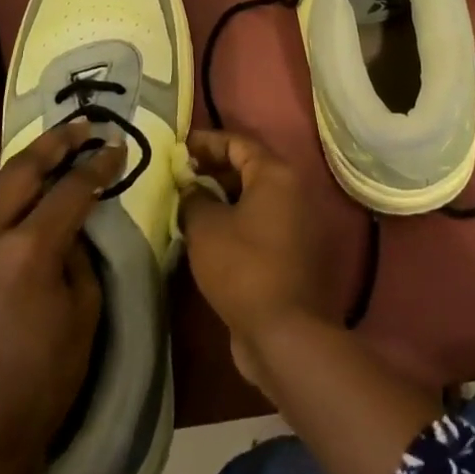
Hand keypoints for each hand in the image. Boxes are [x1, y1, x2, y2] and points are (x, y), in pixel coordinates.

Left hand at [0, 120, 120, 473]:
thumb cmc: (46, 379)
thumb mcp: (84, 313)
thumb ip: (79, 257)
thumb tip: (72, 227)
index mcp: (28, 251)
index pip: (69, 191)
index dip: (98, 166)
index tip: (117, 148)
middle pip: (22, 171)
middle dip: (55, 143)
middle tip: (83, 127)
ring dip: (29, 164)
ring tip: (57, 148)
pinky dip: (10, 194)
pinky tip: (28, 195)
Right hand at [178, 129, 329, 386]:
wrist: (283, 331)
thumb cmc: (242, 266)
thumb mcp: (206, 227)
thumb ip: (193, 197)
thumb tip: (190, 186)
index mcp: (276, 174)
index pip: (238, 142)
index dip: (206, 142)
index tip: (178, 147)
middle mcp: (292, 191)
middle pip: (248, 167)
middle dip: (212, 168)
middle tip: (180, 176)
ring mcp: (296, 222)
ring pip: (253, 197)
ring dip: (222, 196)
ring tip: (187, 203)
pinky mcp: (291, 251)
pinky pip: (258, 222)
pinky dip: (234, 220)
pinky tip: (206, 233)